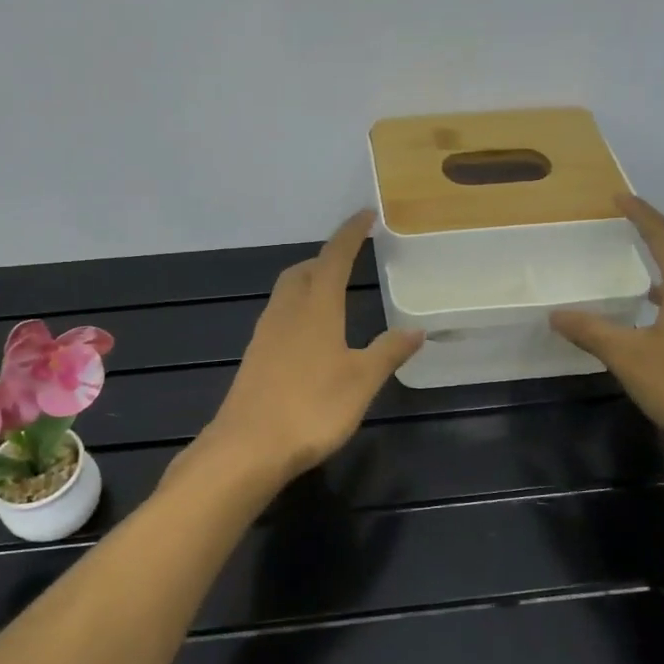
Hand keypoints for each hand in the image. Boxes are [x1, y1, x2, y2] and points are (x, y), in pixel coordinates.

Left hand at [195, 210, 421, 483]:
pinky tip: (309, 335)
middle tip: (349, 259)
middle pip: (304, 270)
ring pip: (287, 292)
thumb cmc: (312, 407)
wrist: (248, 447)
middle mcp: (287, 312)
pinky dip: (297, 309)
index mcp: (316, 308)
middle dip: (326, 258)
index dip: (351, 234)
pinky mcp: (255, 357)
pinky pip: (278, 316)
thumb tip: (416, 329)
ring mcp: (266, 335)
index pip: (335, 257)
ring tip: (331, 292)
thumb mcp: (361, 381)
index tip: (366, 215)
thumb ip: (388, 352)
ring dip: (308, 281)